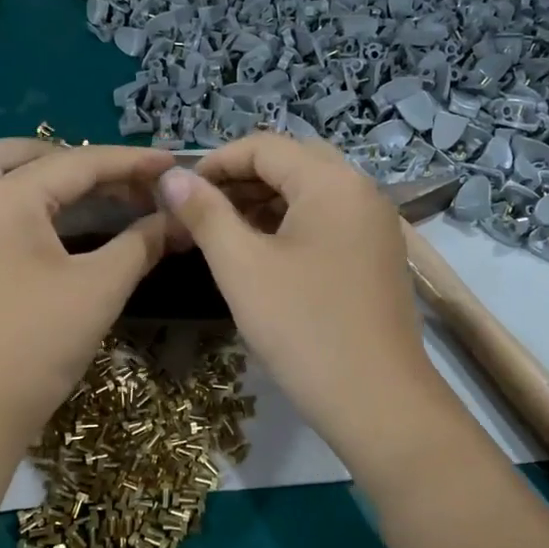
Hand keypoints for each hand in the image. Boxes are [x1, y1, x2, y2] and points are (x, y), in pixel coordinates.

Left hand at [0, 139, 176, 441]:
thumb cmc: (39, 343)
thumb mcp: (100, 288)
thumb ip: (140, 243)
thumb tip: (176, 219)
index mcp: (7, 199)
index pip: (78, 165)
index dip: (130, 163)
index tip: (172, 165)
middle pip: (23, 157)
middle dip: (76, 160)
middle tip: (118, 183)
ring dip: (22, 167)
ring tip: (62, 184)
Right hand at [157, 134, 445, 458]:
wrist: (377, 400)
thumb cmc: (303, 327)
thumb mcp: (242, 267)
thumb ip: (205, 213)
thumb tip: (171, 175)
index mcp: (332, 182)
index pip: (264, 146)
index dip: (215, 162)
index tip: (179, 193)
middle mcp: (362, 191)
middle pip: (291, 164)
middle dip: (240, 181)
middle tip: (199, 212)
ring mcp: (375, 225)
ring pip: (310, 194)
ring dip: (263, 203)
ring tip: (222, 233)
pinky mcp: (377, 256)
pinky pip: (327, 222)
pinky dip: (290, 226)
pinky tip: (262, 254)